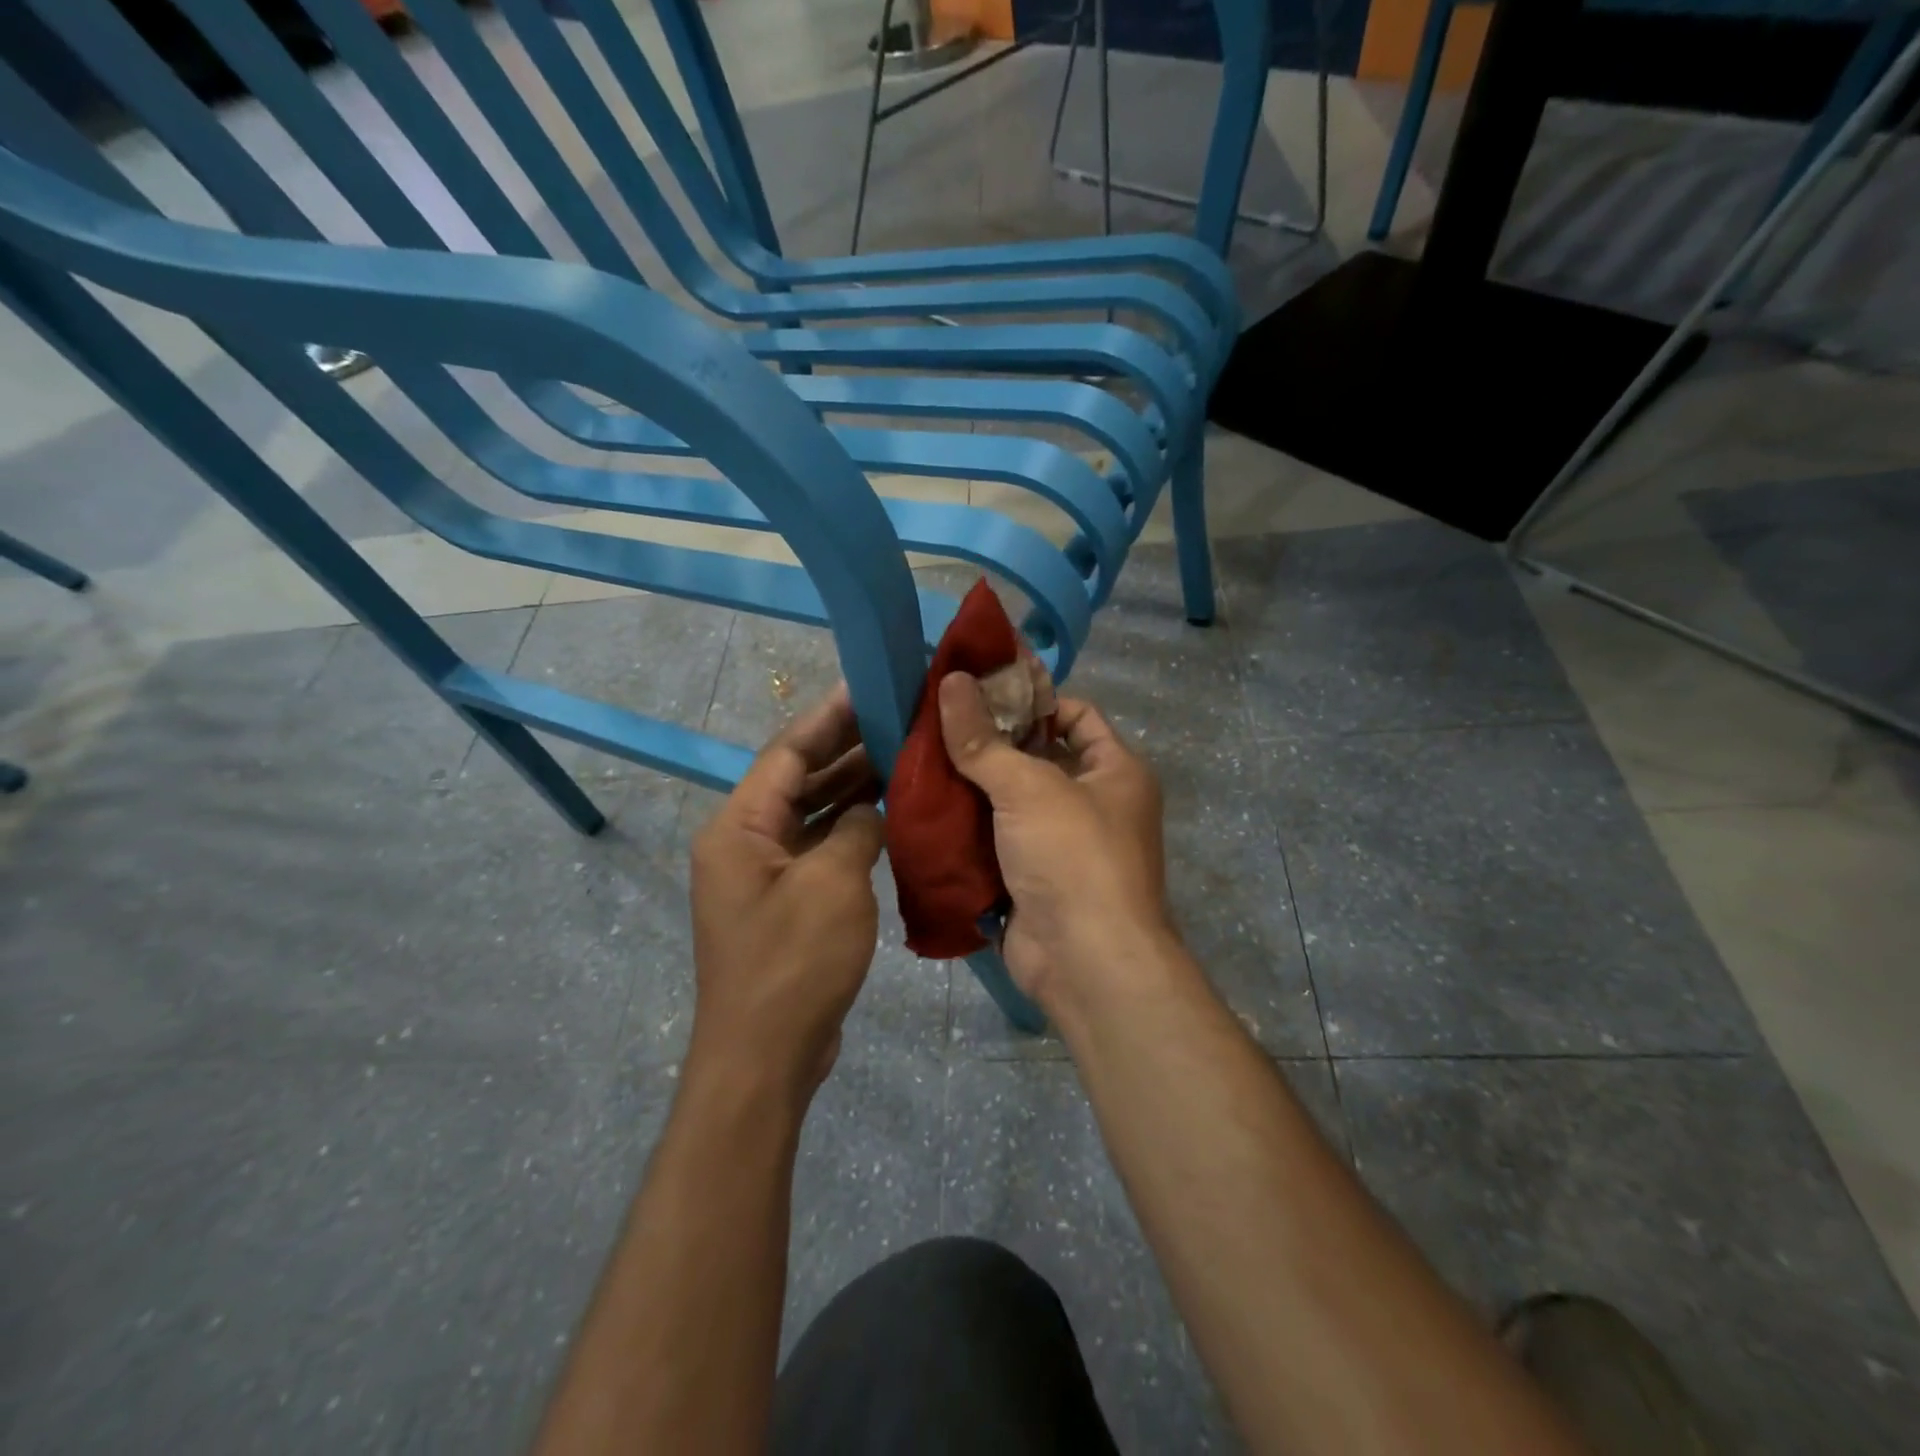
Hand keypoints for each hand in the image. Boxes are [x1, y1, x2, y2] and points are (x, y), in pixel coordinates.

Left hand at [689, 686, 884, 1103]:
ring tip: (903, 755)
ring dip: (853, 787)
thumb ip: (856, 829)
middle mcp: (744, 841)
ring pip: (812, 813)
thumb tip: (871, 809)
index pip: (787, 752)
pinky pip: (820, 847)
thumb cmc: (793, 963)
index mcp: (739, 826)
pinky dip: (852, 829)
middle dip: (846, 747)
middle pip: (799, 778)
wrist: (765, 1058)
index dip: (829, 717)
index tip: (868, 687)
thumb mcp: (832, 884)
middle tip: (898, 718)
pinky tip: (890, 814)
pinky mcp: (786, 901)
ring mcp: (765, 874)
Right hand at [938, 673, 1177, 1013]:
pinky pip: (996, 840)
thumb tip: (950, 681)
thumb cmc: (1073, 857)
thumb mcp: (1029, 787)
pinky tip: (926, 807)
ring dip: (972, 785)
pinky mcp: (1033, 878)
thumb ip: (984, 739)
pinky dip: (967, 827)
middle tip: (934, 722)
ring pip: (1010, 800)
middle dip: (990, 742)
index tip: (979, 691)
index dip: (1032, 698)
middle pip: (1037, 756)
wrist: (1085, 963)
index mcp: (1115, 770)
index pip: (1075, 714)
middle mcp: (1094, 802)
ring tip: (919, 757)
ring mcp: (1062, 844)